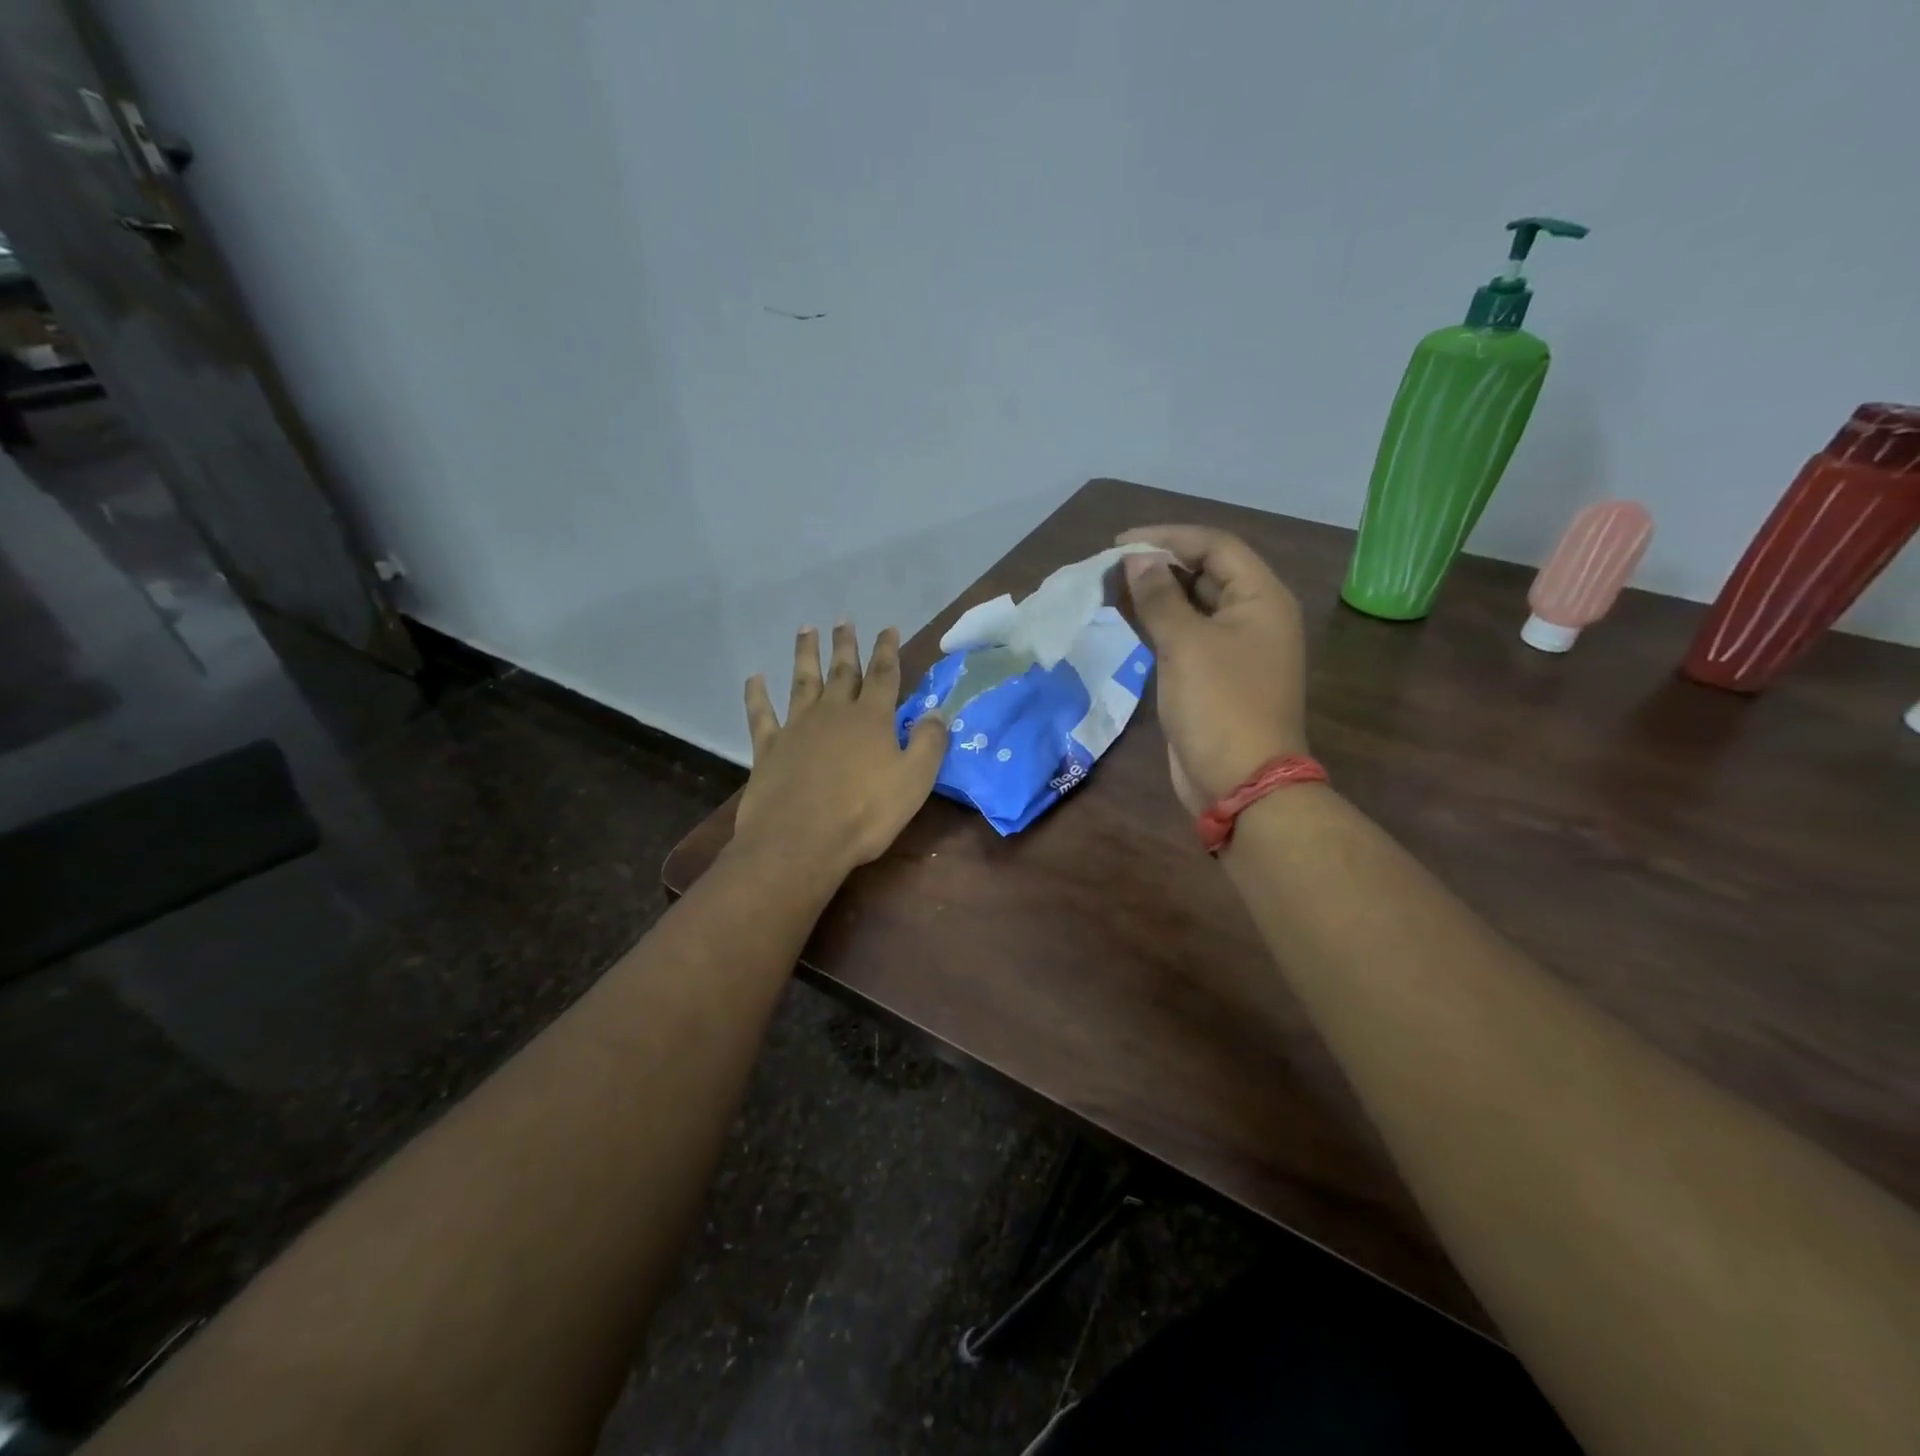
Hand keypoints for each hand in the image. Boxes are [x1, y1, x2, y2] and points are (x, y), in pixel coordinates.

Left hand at [736, 623, 948, 873]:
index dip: (887, 650)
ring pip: (802, 682)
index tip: (888, 627)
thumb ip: (928, 742)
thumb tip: (938, 711)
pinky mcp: (769, 748)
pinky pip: (762, 714)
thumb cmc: (865, 813)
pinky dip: (757, 695)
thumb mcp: (914, 780)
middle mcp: (834, 713)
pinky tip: (754, 678)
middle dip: (846, 645)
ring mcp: (798, 727)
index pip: (884, 675)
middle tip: (844, 620)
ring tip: (806, 630)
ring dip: (805, 655)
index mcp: (871, 719)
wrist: (801, 840)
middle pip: (842, 671)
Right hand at [1117, 525, 1308, 814]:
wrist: (1239, 782)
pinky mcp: (1213, 676)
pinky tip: (1126, 618)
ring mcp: (1234, 649)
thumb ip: (1159, 597)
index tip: (1120, 543)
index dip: (1168, 537)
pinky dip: (1157, 624)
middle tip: (1110, 565)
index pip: (1215, 546)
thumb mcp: (1186, 644)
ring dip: (1154, 594)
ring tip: (1110, 587)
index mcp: (1262, 599)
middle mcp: (1252, 616)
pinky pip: (1185, 636)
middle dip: (1159, 564)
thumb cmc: (1220, 705)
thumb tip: (1136, 560)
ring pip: (1192, 605)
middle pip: (1205, 572)